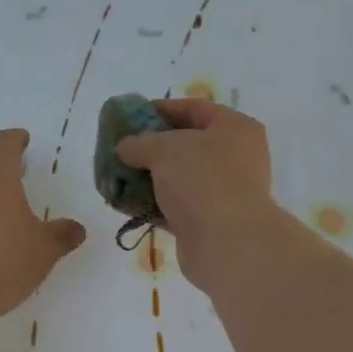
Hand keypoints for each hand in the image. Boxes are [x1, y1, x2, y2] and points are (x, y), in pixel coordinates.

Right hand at [115, 99, 273, 286]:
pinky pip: (175, 207)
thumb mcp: (164, 149)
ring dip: (148, 179)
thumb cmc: (202, 180)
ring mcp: (223, 192)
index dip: (160, 109)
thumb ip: (139, 142)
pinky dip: (152, 205)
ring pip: (179, 179)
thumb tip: (125, 147)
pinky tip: (126, 204)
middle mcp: (235, 157)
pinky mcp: (209, 222)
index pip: (194, 108)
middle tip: (122, 151)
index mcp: (235, 128)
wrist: (226, 243)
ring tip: (117, 178)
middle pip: (186, 145)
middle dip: (150, 148)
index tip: (130, 118)